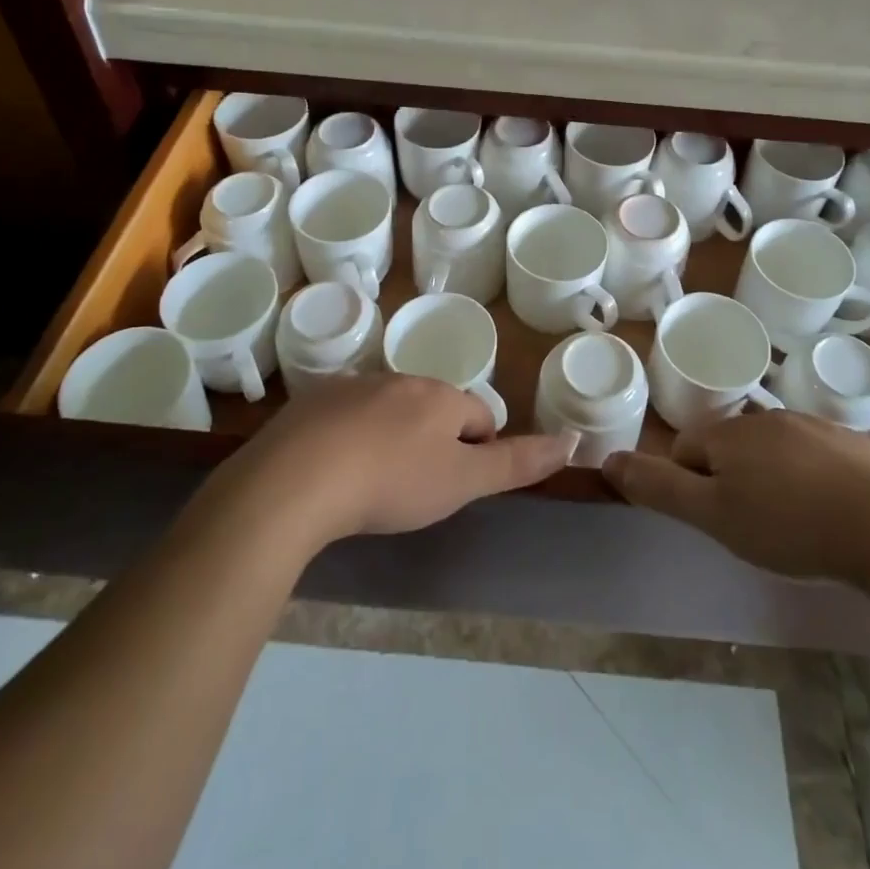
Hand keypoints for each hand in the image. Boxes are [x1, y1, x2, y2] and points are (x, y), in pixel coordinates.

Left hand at [232, 375, 577, 548]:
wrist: (297, 478)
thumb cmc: (392, 483)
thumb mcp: (462, 481)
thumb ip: (517, 463)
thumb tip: (572, 441)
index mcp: (441, 397)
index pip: (478, 416)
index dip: (479, 450)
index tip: (460, 484)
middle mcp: (401, 380)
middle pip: (434, 409)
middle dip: (435, 441)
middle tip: (418, 488)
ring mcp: (355, 386)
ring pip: (390, 409)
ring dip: (394, 436)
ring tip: (375, 483)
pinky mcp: (315, 400)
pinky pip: (347, 415)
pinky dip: (352, 437)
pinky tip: (336, 471)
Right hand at [603, 410, 869, 588]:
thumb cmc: (791, 526)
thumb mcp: (714, 515)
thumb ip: (659, 487)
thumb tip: (608, 460)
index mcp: (729, 433)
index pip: (685, 450)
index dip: (691, 487)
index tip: (716, 521)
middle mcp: (766, 417)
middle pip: (728, 447)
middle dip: (730, 481)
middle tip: (753, 527)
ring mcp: (812, 425)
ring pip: (771, 451)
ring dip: (770, 478)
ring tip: (792, 524)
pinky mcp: (851, 442)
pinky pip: (812, 456)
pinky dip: (809, 479)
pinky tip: (829, 512)